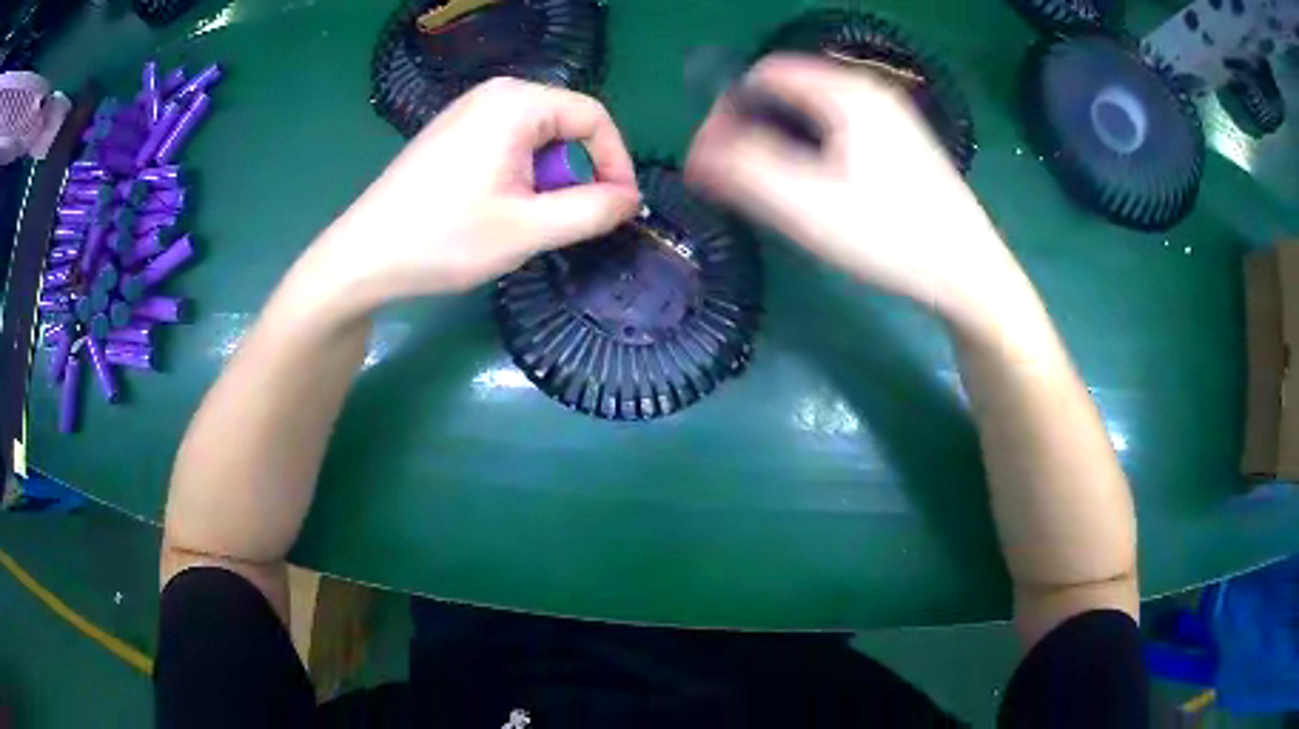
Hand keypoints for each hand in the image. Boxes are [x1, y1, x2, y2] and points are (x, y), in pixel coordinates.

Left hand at [326, 77, 641, 299]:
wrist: (362, 257)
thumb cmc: (444, 239)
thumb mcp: (528, 229)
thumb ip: (592, 211)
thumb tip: (631, 200)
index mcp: (517, 102)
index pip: (594, 118)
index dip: (616, 163)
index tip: (619, 210)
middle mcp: (495, 93)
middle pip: (567, 124)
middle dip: (579, 172)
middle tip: (567, 220)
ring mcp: (469, 110)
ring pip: (538, 137)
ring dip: (549, 178)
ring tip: (529, 219)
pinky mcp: (452, 131)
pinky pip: (509, 142)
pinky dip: (521, 174)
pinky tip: (500, 207)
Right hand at [686, 55, 1025, 327]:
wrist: (967, 273)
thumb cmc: (889, 236)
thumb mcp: (806, 205)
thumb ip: (744, 170)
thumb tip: (698, 154)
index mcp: (844, 93)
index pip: (761, 76)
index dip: (725, 111)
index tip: (712, 158)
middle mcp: (867, 92)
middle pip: (786, 90)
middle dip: (749, 127)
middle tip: (732, 176)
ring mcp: (889, 117)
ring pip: (812, 112)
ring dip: (778, 139)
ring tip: (766, 186)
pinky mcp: (901, 145)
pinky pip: (837, 130)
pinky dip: (809, 148)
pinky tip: (813, 188)